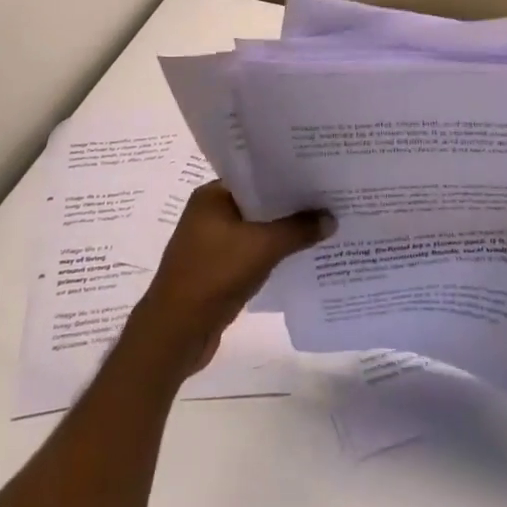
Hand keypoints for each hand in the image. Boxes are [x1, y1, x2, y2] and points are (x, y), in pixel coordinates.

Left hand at [127, 184, 331, 376]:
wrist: (176, 333)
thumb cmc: (214, 275)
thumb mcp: (263, 247)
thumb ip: (298, 229)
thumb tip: (331, 218)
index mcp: (212, 197)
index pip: (255, 175)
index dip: (287, 174)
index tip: (318, 173)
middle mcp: (210, 214)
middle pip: (258, 202)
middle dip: (290, 204)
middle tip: (328, 197)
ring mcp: (212, 244)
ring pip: (257, 229)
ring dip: (284, 230)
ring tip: (322, 224)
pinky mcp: (218, 270)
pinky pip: (253, 252)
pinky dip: (273, 253)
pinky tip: (301, 254)